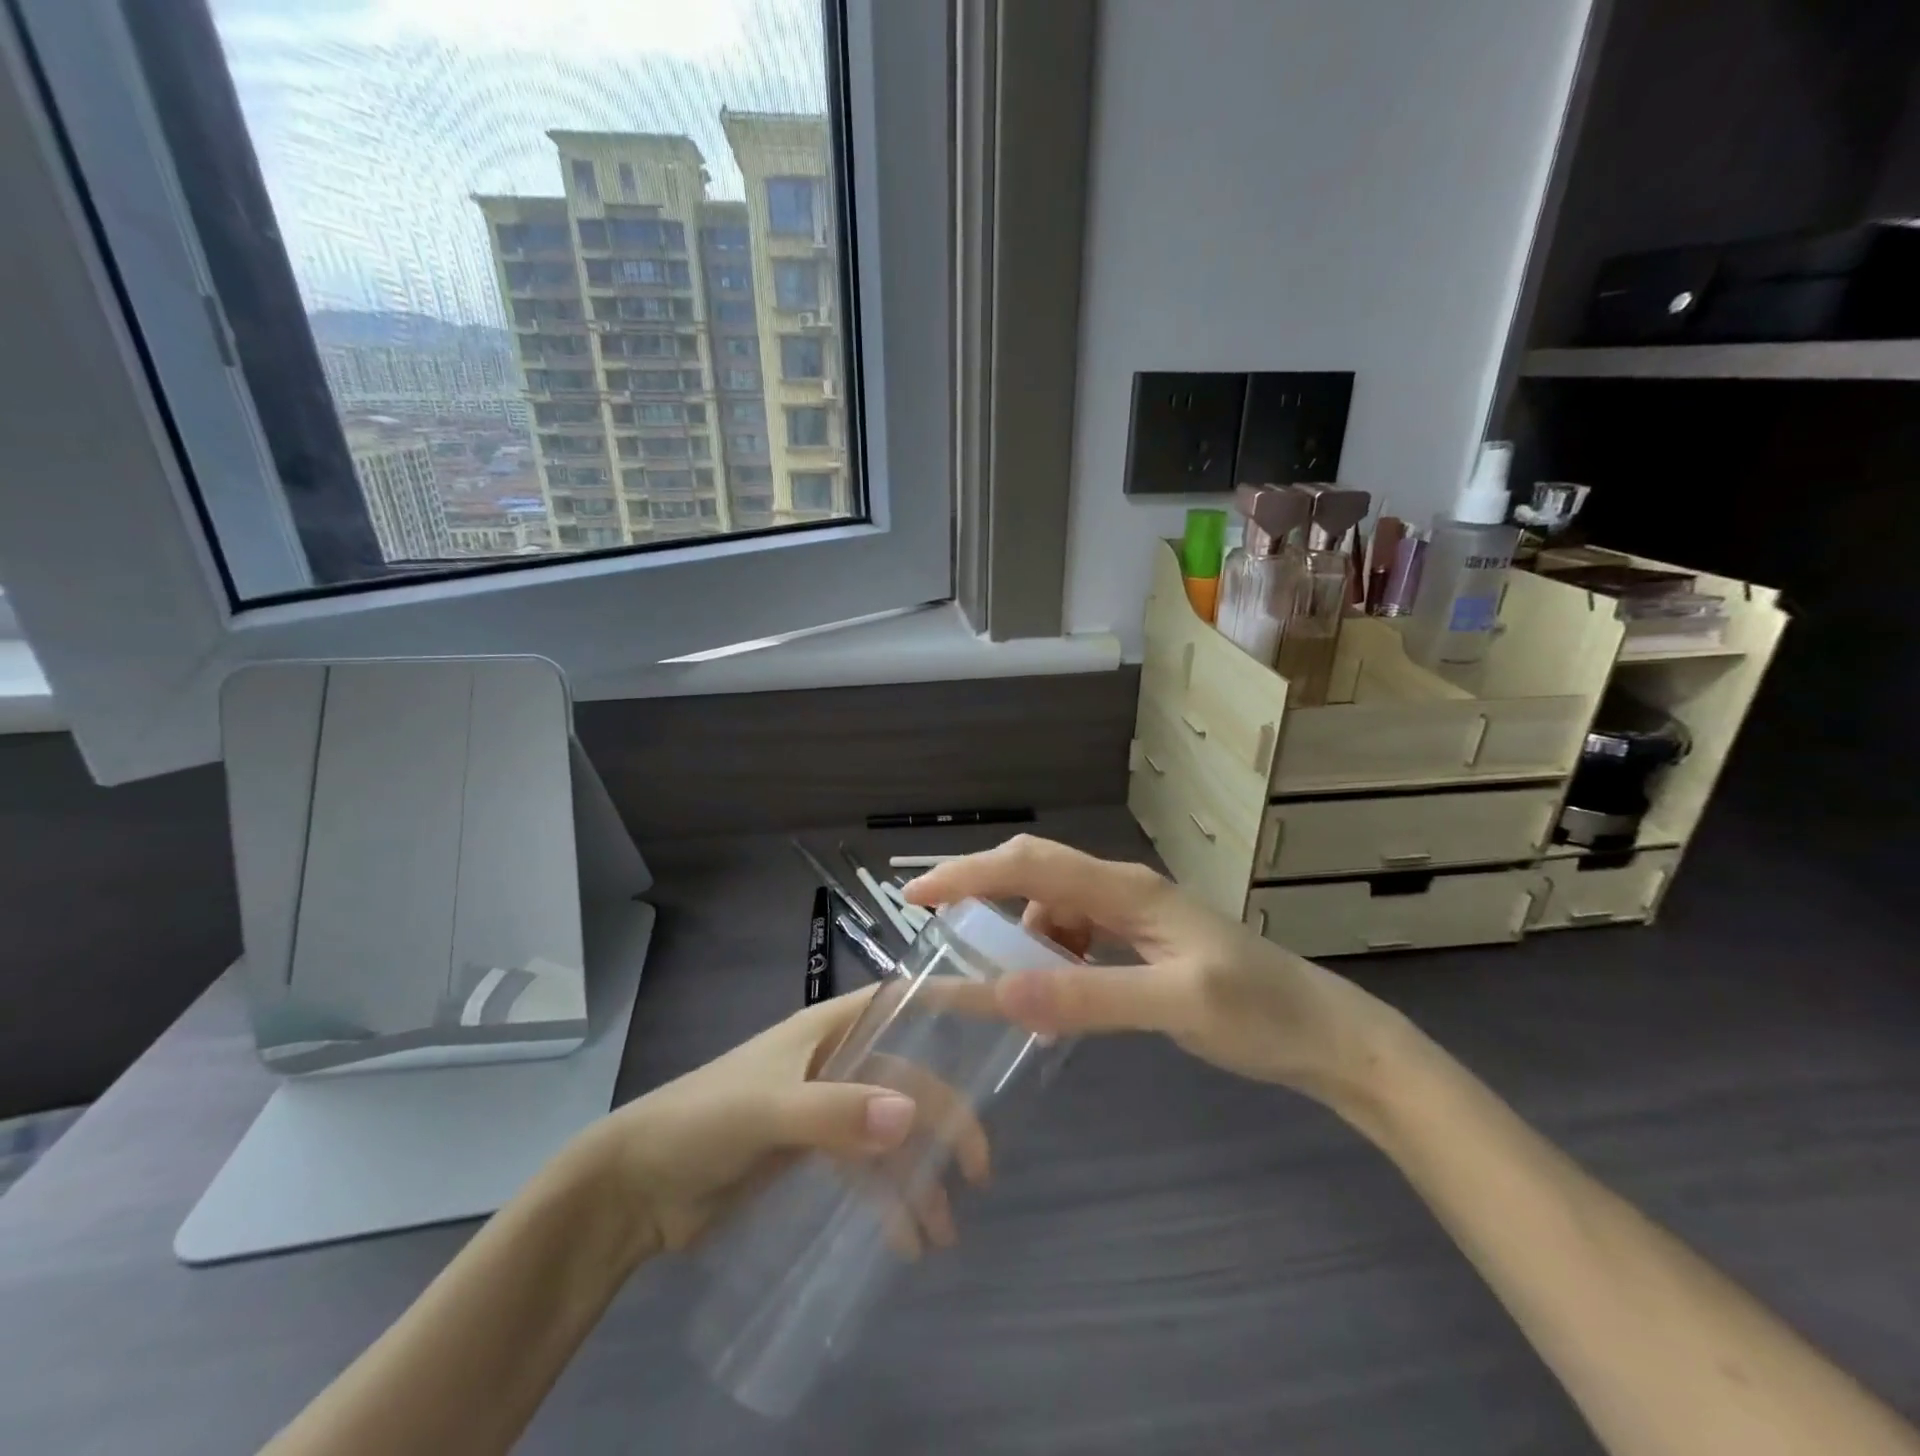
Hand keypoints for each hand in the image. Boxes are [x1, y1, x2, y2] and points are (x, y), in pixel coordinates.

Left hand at [579, 988, 990, 1256]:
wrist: (636, 1189)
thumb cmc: (702, 1121)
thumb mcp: (767, 1111)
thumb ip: (835, 1113)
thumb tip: (911, 1117)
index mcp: (830, 1028)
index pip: (903, 1002)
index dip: (953, 1001)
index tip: (1006, 1011)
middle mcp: (835, 1060)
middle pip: (907, 1078)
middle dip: (946, 1118)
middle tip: (977, 1170)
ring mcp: (825, 1108)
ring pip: (891, 1131)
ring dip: (920, 1175)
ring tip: (943, 1230)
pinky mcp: (812, 1154)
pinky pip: (866, 1170)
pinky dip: (889, 1200)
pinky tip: (905, 1240)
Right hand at [903, 835, 1407, 1111]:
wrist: (1329, 1033)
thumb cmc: (1259, 1013)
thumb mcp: (1175, 1005)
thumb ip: (1089, 995)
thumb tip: (1000, 989)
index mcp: (1127, 890)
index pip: (1031, 866)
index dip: (968, 874)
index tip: (915, 895)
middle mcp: (1123, 889)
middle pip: (1036, 874)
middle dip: (982, 894)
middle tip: (939, 932)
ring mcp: (1135, 913)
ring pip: (1054, 908)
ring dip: (1024, 940)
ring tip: (1016, 991)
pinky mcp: (1143, 939)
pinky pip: (1078, 936)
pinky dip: (1054, 959)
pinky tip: (1060, 998)